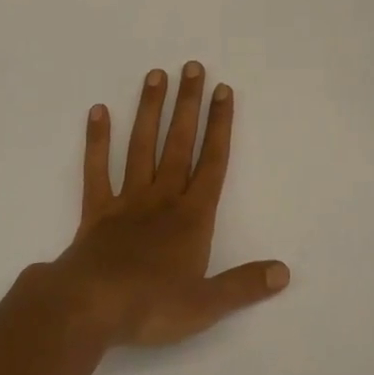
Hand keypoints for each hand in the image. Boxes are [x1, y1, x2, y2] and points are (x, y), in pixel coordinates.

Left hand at [49, 63, 288, 348]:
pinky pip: (97, 170)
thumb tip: (283, 272)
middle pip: (179, 143)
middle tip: (192, 67)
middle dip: (188, 105)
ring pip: (142, 146)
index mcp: (192, 217)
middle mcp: (162, 198)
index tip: (223, 91)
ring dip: (150, 110)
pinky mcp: (97, 210)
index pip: (212, 162)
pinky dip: (97, 141)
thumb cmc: (151, 305)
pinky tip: (98, 111)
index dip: (220, 125)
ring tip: (155, 75)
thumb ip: (244, 285)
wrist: (90, 307)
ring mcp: (127, 200)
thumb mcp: (206, 305)